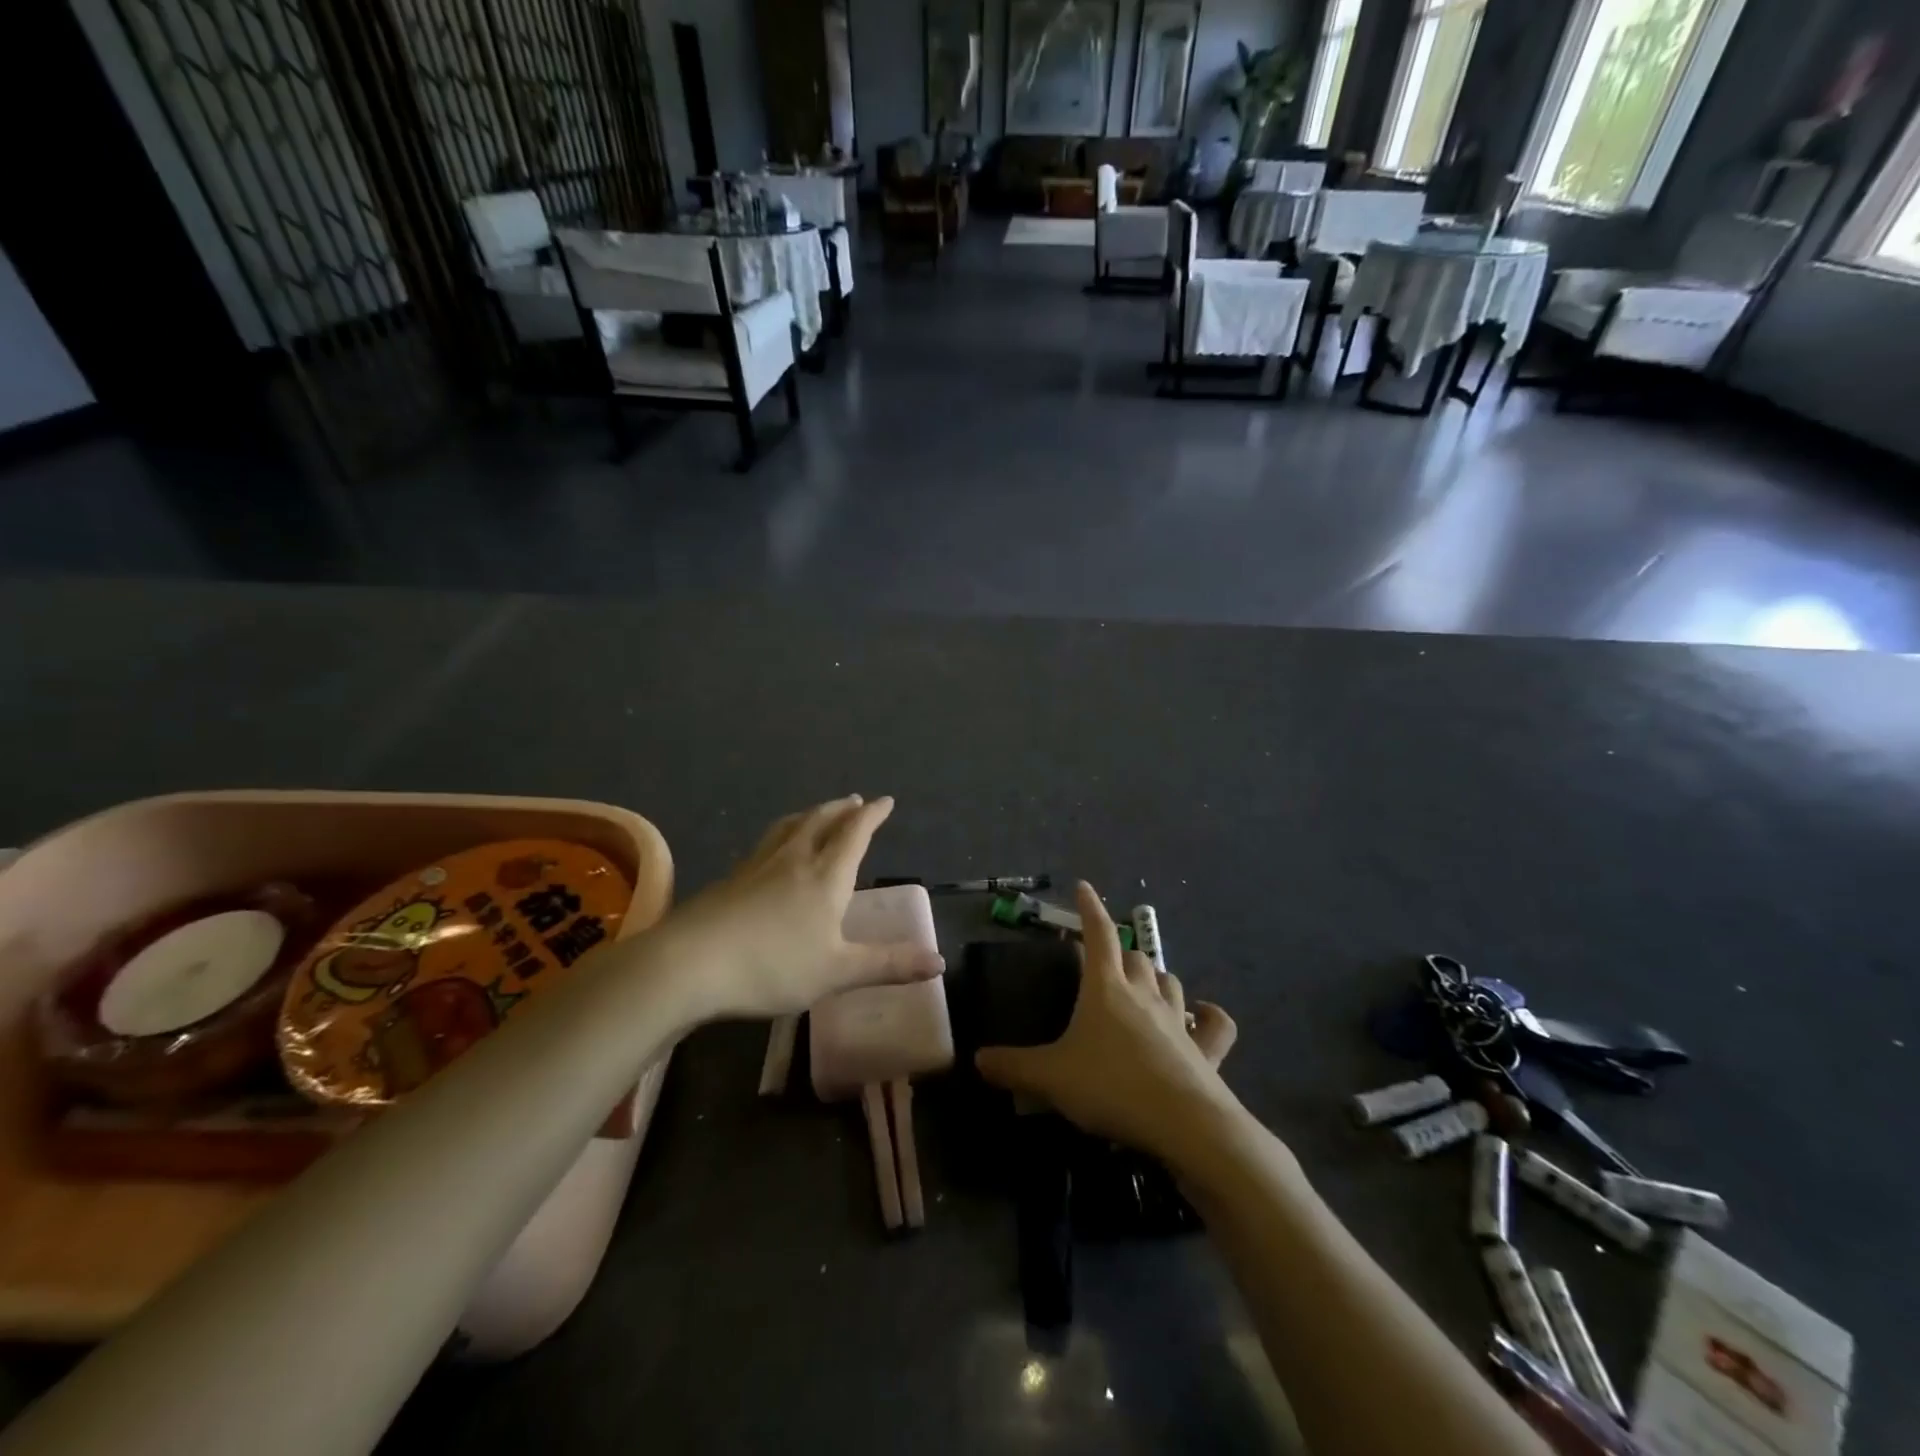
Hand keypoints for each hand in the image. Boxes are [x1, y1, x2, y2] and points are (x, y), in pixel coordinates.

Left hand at [667, 796, 944, 1020]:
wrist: (689, 964)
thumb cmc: (772, 966)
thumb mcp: (837, 972)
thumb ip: (888, 965)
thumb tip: (939, 962)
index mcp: (825, 876)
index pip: (855, 834)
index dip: (873, 816)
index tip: (885, 801)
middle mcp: (794, 860)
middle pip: (821, 821)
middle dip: (842, 809)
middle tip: (855, 801)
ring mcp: (757, 866)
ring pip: (789, 827)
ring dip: (810, 815)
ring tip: (817, 813)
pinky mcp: (730, 879)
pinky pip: (765, 844)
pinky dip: (782, 835)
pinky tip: (772, 852)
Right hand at [975, 883, 1237, 1159]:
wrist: (1184, 1125)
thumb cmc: (1111, 1087)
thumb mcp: (1051, 1078)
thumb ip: (1014, 1067)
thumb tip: (977, 1059)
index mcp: (1106, 988)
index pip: (1098, 934)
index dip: (1090, 908)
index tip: (1083, 887)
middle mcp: (1144, 993)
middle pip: (1135, 956)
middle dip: (1121, 952)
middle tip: (1107, 962)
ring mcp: (1179, 1019)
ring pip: (1169, 981)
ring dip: (1155, 978)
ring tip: (1144, 986)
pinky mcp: (1206, 1049)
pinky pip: (1214, 1024)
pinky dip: (1208, 1015)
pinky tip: (1203, 1015)